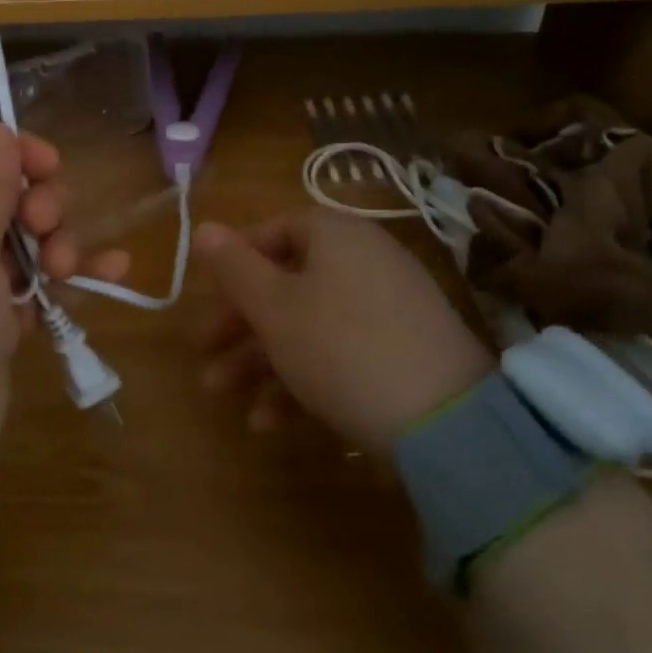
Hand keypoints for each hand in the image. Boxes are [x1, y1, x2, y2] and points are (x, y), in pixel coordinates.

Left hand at [0, 124, 126, 459]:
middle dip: (39, 203)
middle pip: (6, 196)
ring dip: (59, 242)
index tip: (49, 165)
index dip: (13, 154)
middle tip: (45, 226)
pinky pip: (39, 284)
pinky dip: (73, 277)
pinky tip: (115, 270)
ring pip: (29, 240)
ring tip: (65, 267)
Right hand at [192, 210, 495, 453]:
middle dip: (240, 324)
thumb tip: (203, 227)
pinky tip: (271, 422)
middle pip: (287, 283)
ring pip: (309, 323)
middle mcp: (365, 260)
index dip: (235, 262)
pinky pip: (342, 351)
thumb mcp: (273, 307)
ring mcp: (390, 307)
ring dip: (262, 359)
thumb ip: (233, 266)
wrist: (448, 425)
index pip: (274, 231)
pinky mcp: (405, 352)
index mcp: (335, 236)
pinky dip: (304, 378)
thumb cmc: (340, 347)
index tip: (208, 296)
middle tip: (204, 355)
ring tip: (225, 397)